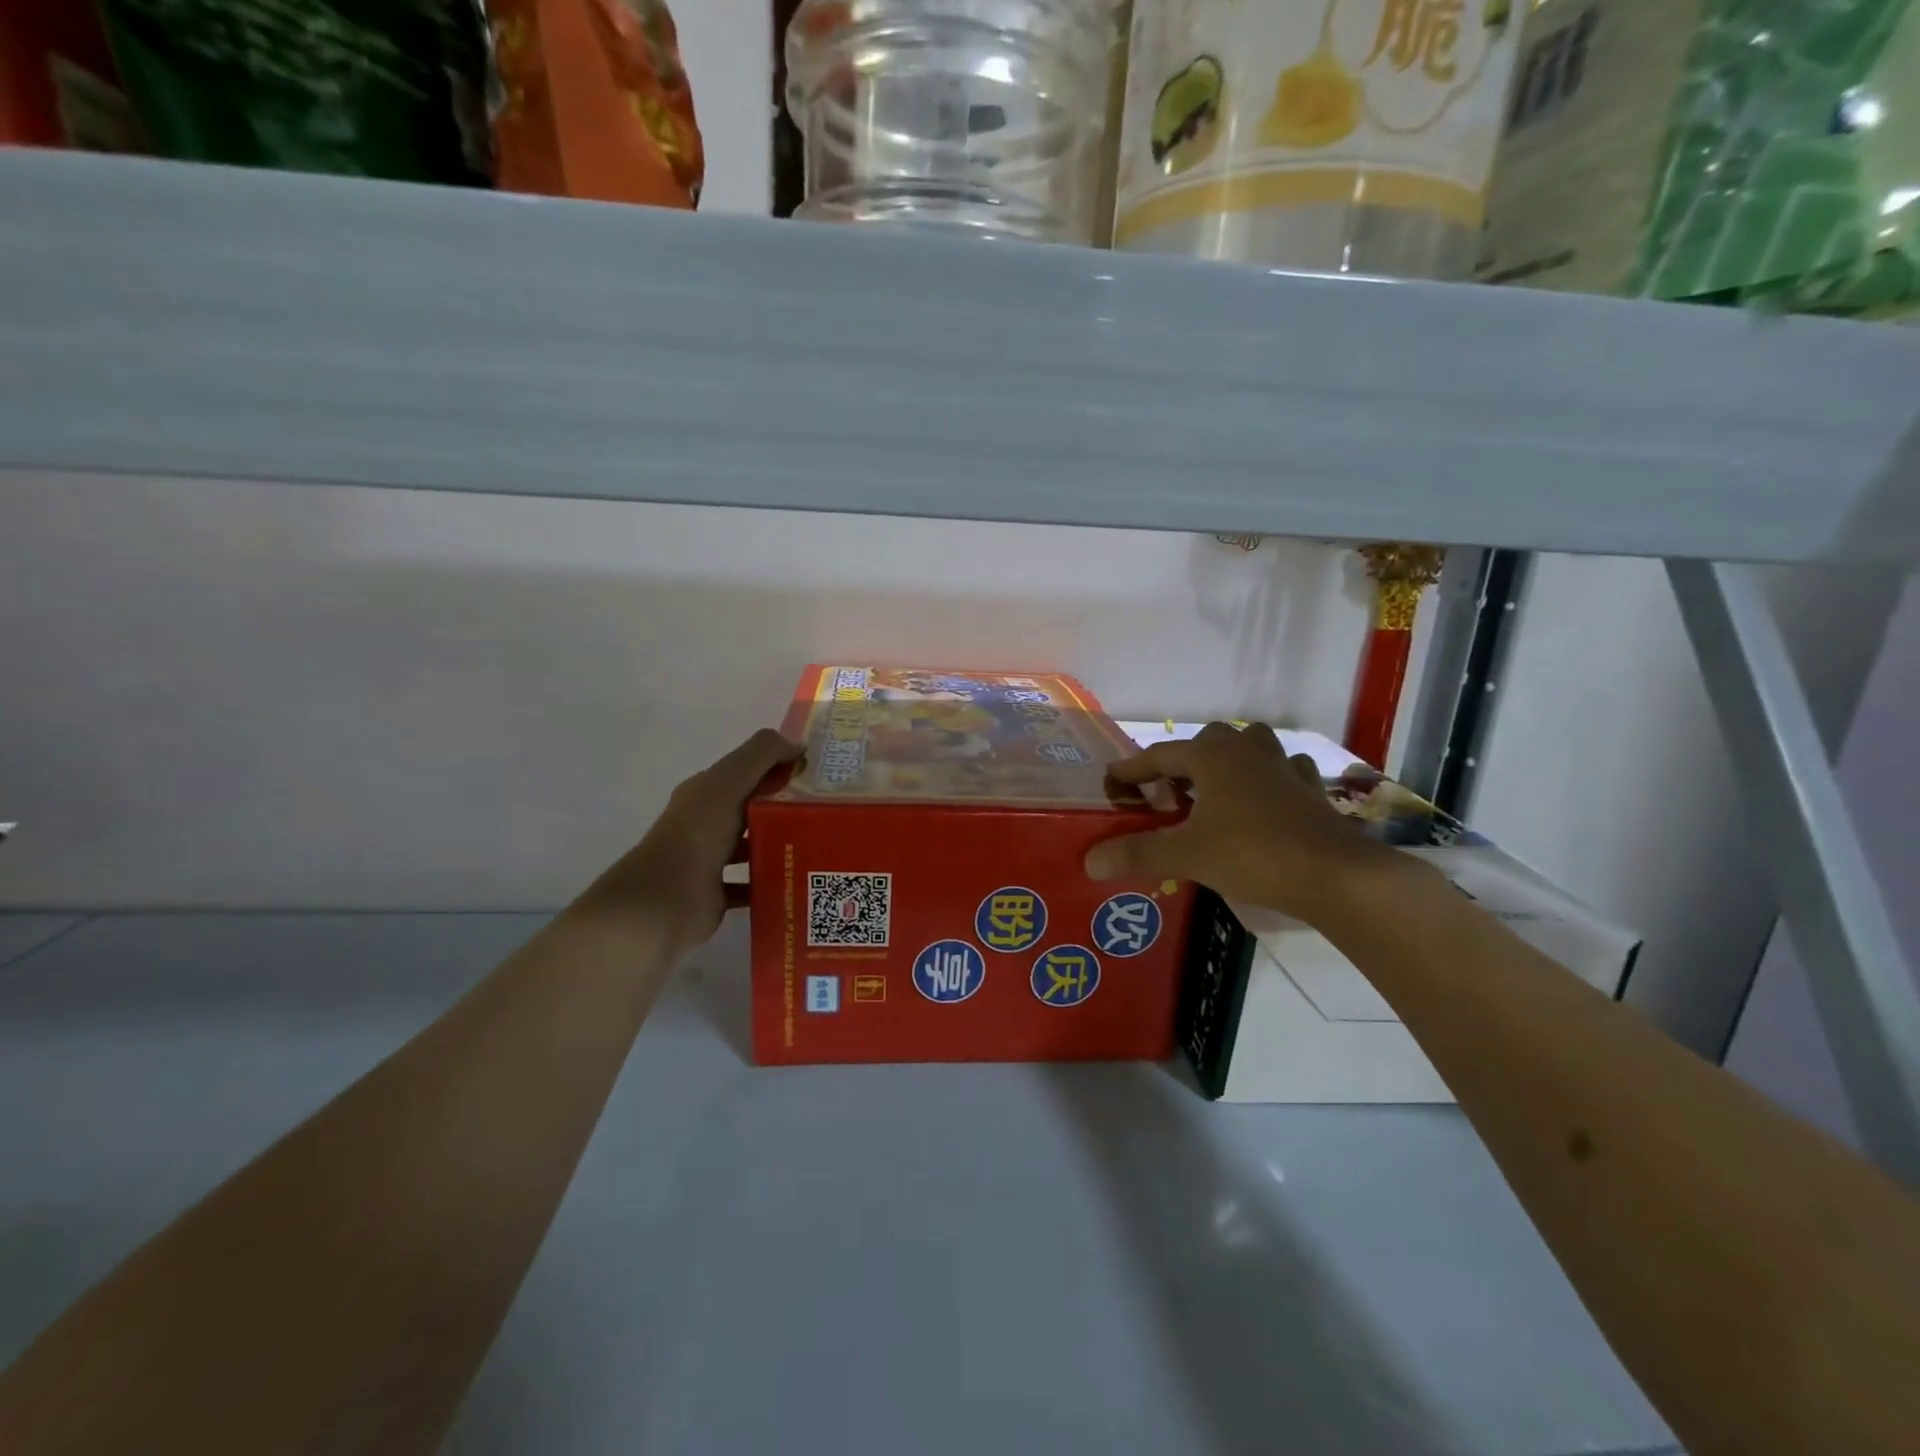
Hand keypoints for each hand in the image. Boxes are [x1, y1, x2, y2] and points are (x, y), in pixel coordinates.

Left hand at [584, 729, 802, 954]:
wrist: (665, 899)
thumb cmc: (698, 834)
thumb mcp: (729, 781)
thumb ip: (761, 755)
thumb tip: (797, 745)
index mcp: (706, 794)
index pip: (747, 773)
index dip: (779, 769)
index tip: (817, 776)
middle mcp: (706, 824)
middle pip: (752, 810)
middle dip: (786, 809)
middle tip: (827, 813)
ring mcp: (710, 861)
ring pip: (754, 847)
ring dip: (781, 846)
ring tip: (820, 846)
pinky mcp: (717, 894)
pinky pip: (752, 886)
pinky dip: (772, 882)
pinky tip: (800, 880)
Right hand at [1085, 722, 1399, 925]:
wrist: (1335, 875)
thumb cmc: (1253, 854)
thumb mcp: (1186, 855)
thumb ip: (1137, 854)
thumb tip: (1089, 861)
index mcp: (1212, 757)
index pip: (1159, 755)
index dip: (1131, 769)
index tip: (1111, 783)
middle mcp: (1247, 751)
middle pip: (1206, 741)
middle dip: (1183, 762)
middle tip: (1168, 795)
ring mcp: (1284, 767)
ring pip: (1250, 747)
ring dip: (1228, 762)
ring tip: (1214, 793)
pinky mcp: (1311, 790)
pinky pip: (1284, 772)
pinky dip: (1268, 781)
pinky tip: (1265, 802)